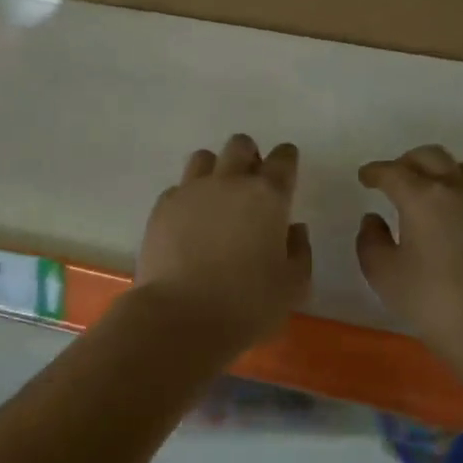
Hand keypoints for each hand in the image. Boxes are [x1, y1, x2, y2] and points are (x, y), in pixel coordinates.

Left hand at [135, 134, 311, 350]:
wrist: (180, 317)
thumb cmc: (247, 305)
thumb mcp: (293, 286)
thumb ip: (300, 251)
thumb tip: (293, 229)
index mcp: (268, 196)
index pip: (283, 159)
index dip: (287, 161)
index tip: (286, 172)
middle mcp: (229, 182)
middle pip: (240, 146)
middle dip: (249, 157)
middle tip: (250, 185)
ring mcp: (191, 191)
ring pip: (204, 158)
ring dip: (216, 170)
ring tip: (217, 199)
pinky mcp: (162, 207)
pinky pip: (179, 187)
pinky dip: (188, 197)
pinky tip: (189, 223)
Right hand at [357, 145, 462, 355]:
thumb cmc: (429, 297)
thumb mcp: (383, 272)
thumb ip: (370, 240)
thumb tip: (373, 219)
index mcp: (421, 196)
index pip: (393, 172)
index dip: (375, 172)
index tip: (365, 177)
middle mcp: (455, 189)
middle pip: (430, 156)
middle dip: (406, 162)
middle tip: (392, 178)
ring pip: (458, 169)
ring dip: (436, 171)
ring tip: (423, 191)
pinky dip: (456, 190)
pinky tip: (448, 215)